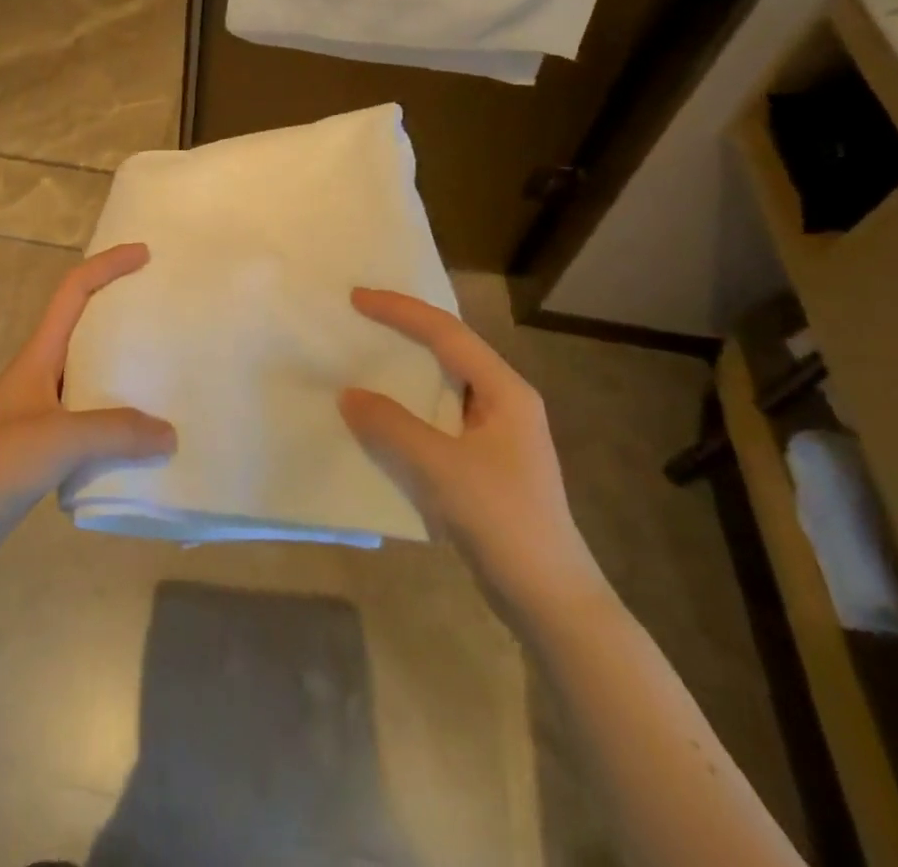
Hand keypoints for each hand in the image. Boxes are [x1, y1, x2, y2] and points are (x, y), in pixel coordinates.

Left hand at [0, 242, 175, 549]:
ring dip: (121, 369)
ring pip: (88, 374)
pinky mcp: (41, 444)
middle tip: (162, 314)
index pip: (74, 292)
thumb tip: (170, 433)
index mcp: (39, 354)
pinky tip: (138, 436)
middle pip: (83, 327)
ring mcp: (38, 409)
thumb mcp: (61, 438)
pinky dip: (114, 416)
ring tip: (162, 374)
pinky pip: (87, 416)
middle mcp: (39, 373)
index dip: (107, 266)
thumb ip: (117, 432)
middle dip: (120, 313)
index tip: (144, 255)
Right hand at [339, 289, 606, 614]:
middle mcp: (503, 402)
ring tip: (363, 358)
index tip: (357, 298)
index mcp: (505, 390)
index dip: (400, 310)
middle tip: (359, 318)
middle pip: (448, 349)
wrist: (550, 599)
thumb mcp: (441, 467)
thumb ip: (391, 425)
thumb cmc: (502, 520)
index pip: (446, 333)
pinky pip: (437, 417)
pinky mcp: (483, 461)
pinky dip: (407, 407)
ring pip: (442, 384)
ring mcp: (496, 433)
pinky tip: (381, 416)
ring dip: (404, 370)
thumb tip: (348, 395)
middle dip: (404, 330)